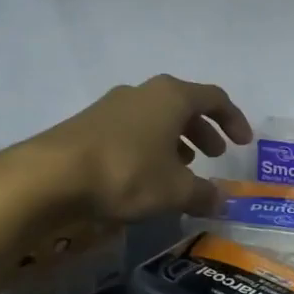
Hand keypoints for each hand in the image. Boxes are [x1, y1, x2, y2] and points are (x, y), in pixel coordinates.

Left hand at [8, 74, 252, 224]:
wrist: (51, 175)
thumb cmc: (126, 173)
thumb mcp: (174, 190)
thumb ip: (203, 194)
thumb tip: (222, 201)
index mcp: (172, 96)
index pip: (214, 98)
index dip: (233, 120)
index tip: (243, 143)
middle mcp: (144, 92)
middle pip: (184, 105)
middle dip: (203, 130)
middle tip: (214, 155)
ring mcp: (113, 105)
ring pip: (156, 117)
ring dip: (175, 139)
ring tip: (181, 168)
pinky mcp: (90, 123)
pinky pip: (133, 129)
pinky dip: (149, 146)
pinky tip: (145, 174)